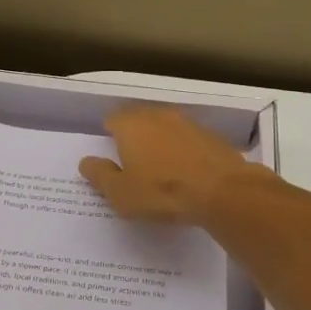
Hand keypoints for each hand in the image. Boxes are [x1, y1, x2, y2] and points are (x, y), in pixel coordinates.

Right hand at [79, 106, 262, 223]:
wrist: (224, 191)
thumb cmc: (162, 192)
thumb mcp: (121, 193)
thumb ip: (100, 175)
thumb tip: (86, 162)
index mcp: (131, 125)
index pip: (113, 119)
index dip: (109, 134)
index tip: (110, 153)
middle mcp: (158, 116)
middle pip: (139, 119)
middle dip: (134, 135)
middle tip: (131, 160)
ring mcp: (187, 123)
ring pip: (165, 127)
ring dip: (160, 141)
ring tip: (159, 167)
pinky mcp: (211, 136)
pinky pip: (187, 140)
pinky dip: (183, 150)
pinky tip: (186, 171)